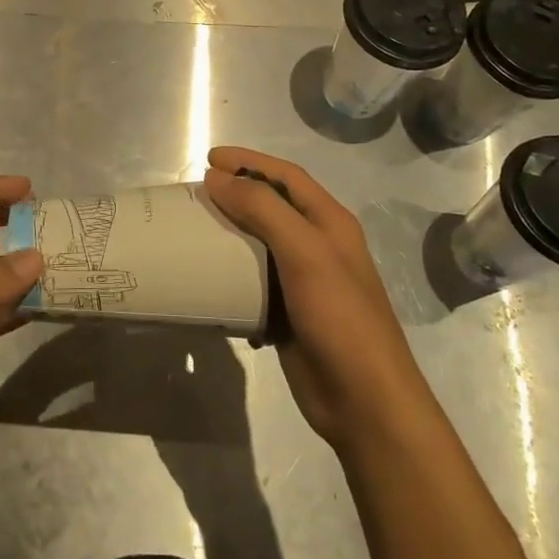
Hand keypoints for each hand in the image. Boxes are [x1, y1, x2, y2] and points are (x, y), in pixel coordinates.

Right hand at [203, 147, 430, 453]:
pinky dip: (231, 276)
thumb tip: (217, 177)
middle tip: (196, 194)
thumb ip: (263, 208)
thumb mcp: (304, 252)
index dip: (249, 161)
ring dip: (230, 234)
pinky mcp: (288, 314)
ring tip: (195, 230)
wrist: (363, 400)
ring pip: (260, 245)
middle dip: (236, 193)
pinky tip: (208, 279)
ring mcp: (304, 281)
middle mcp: (318, 245)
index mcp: (330, 222)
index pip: (286, 176)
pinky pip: (253, 283)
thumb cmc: (339, 316)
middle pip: (272, 206)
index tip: (209, 158)